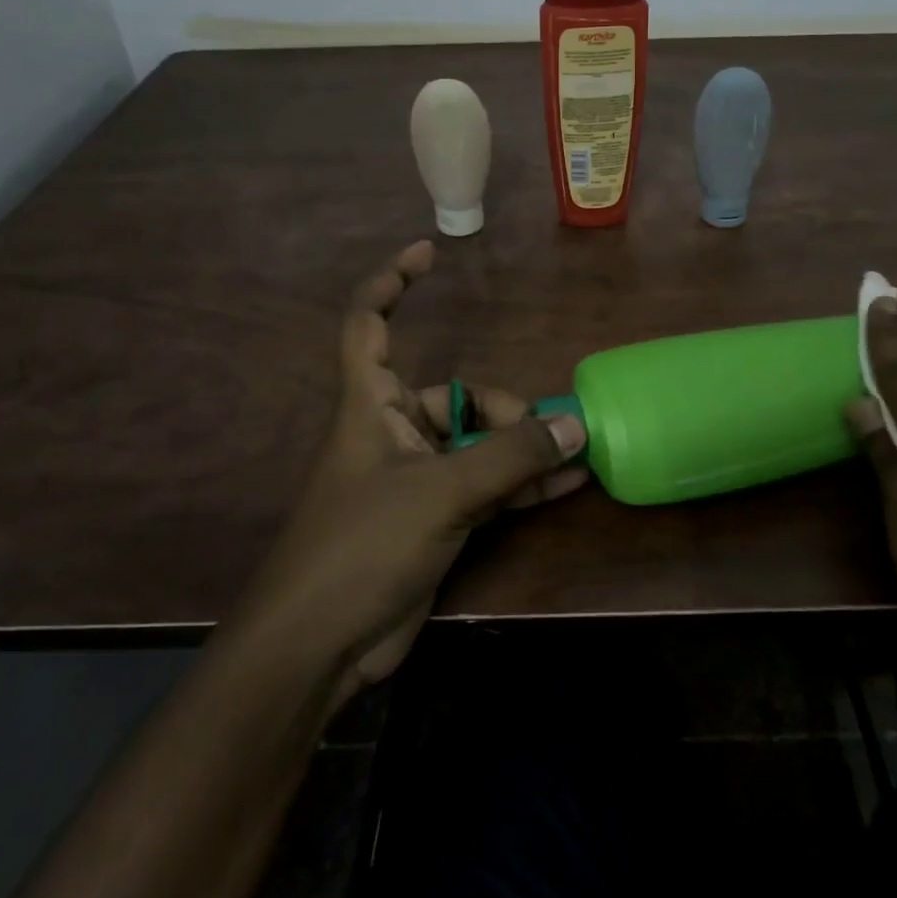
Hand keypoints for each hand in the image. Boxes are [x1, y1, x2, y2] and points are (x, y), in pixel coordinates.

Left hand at [248, 241, 588, 702]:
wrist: (320, 646)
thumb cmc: (361, 546)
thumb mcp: (440, 493)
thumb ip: (509, 458)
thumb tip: (574, 427)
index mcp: (371, 404)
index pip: (369, 323)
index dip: (391, 282)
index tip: (429, 252)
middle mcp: (393, 431)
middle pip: (454, 395)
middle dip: (503, 410)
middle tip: (549, 436)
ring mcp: (416, 477)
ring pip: (477, 444)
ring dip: (523, 449)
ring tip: (576, 452)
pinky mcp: (435, 518)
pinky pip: (486, 485)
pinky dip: (522, 484)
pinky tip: (565, 484)